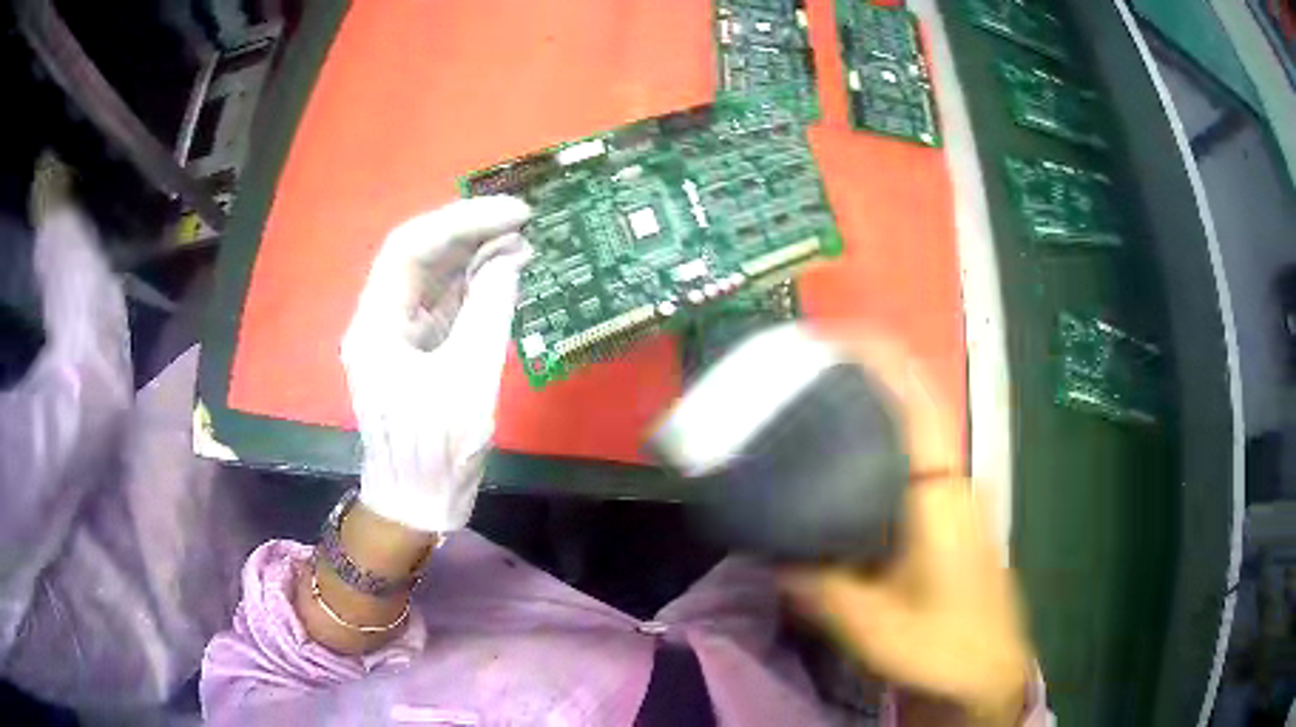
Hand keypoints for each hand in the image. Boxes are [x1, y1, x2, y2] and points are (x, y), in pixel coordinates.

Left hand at [341, 197, 531, 533]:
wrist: (417, 503)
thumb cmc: (435, 452)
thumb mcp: (467, 381)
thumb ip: (488, 312)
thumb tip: (509, 256)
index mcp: (375, 325)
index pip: (410, 248)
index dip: (461, 221)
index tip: (513, 213)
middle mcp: (379, 319)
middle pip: (419, 256)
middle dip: (468, 231)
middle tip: (522, 217)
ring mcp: (398, 333)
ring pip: (433, 276)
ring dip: (474, 254)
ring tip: (522, 238)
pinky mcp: (418, 349)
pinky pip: (445, 303)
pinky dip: (474, 284)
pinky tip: (505, 270)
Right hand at [784, 330, 1031, 725]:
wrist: (988, 673)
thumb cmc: (942, 647)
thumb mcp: (872, 627)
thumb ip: (821, 590)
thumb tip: (771, 557)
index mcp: (939, 495)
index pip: (916, 405)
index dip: (882, 361)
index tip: (836, 335)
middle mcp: (951, 484)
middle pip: (911, 411)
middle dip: (864, 383)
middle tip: (804, 379)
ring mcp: (954, 502)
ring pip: (911, 440)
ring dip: (870, 417)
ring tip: (813, 414)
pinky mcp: (949, 522)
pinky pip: (910, 470)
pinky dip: (877, 455)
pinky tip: (841, 476)